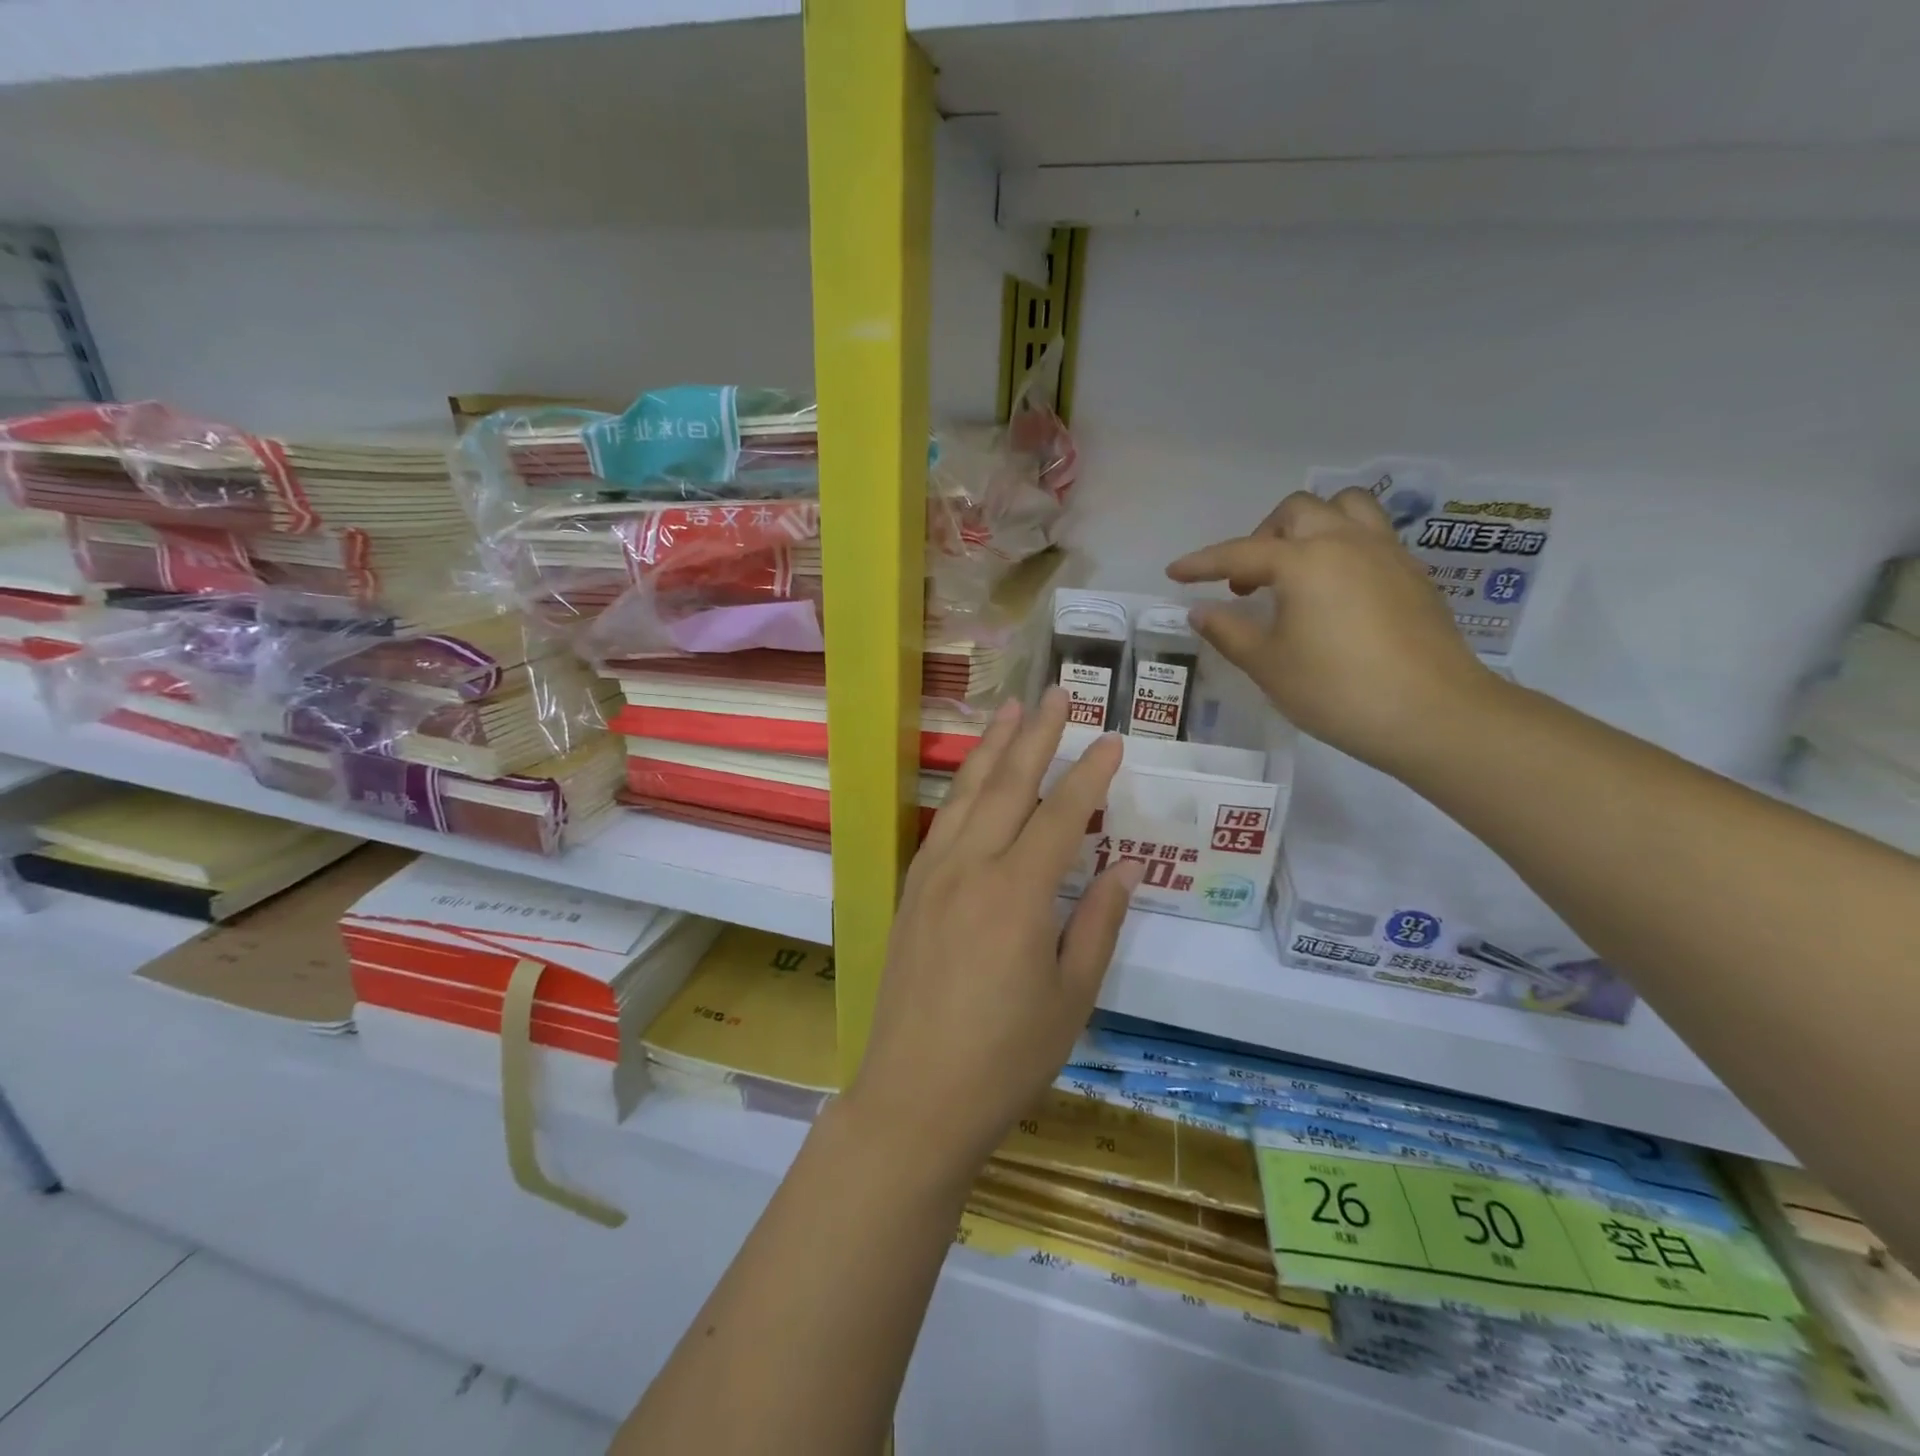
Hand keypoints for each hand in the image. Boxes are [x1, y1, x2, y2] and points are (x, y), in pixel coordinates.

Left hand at [845, 687, 1140, 1186]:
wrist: (915, 1096)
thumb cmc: (1006, 1056)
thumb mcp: (1072, 997)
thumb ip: (1099, 923)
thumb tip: (1124, 866)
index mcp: (1018, 893)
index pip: (1061, 814)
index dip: (1089, 774)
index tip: (1112, 740)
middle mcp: (970, 868)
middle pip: (1008, 786)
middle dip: (1036, 737)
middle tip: (1057, 695)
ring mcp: (932, 876)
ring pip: (966, 795)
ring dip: (991, 749)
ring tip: (1010, 711)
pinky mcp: (910, 891)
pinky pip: (941, 823)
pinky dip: (960, 789)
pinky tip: (971, 778)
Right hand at [1166, 488, 1497, 773]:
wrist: (1433, 714)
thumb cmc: (1337, 690)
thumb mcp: (1268, 665)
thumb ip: (1229, 632)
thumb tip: (1200, 611)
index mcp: (1304, 561)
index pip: (1239, 553)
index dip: (1201, 563)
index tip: (1174, 572)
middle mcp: (1345, 542)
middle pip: (1296, 512)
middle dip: (1261, 537)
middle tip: (1246, 581)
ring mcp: (1386, 554)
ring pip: (1344, 509)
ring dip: (1310, 527)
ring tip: (1295, 568)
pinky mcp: (1412, 574)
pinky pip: (1370, 536)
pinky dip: (1342, 547)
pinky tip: (1334, 590)